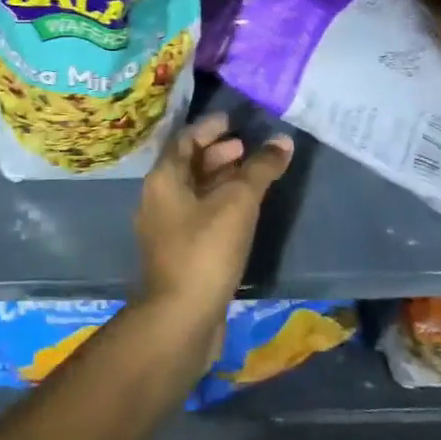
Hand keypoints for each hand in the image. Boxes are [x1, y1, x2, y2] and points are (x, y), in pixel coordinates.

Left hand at [133, 114, 292, 362]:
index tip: (233, 120)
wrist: (181, 319)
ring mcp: (166, 230)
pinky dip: (219, 206)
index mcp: (163, 179)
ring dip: (220, 180)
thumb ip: (260, 169)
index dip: (209, 128)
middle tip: (246, 148)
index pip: (184, 140)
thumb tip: (282, 141)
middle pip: (187, 165)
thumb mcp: (238, 203)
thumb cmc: (205, 250)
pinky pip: (199, 217)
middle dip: (216, 154)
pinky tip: (243, 214)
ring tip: (250, 178)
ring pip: (193, 193)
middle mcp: (158, 200)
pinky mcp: (178, 255)